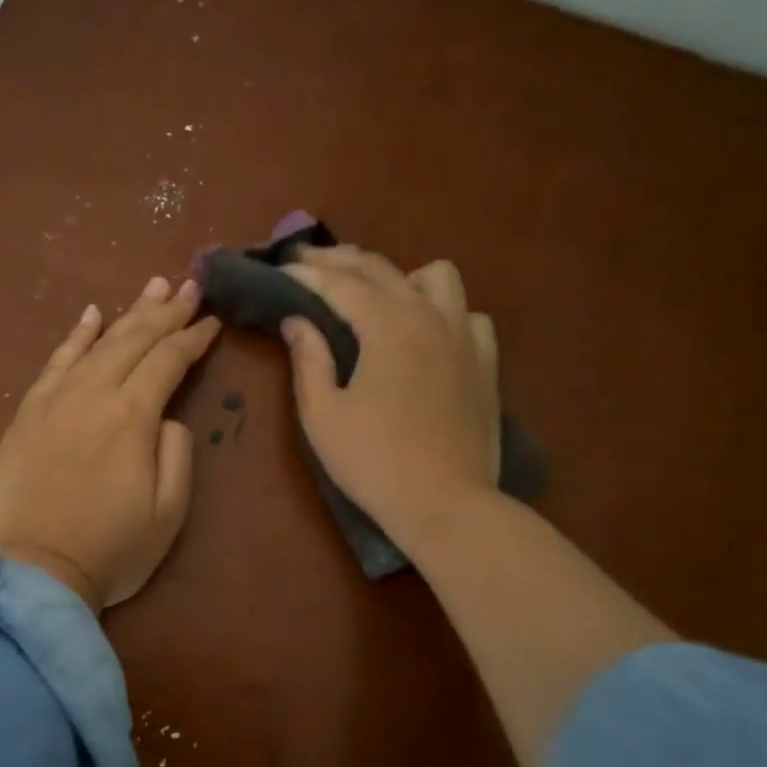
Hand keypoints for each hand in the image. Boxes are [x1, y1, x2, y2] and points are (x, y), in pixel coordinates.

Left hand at [0, 276, 219, 611]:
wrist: (28, 572)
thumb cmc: (109, 550)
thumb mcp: (169, 513)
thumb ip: (177, 454)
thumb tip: (168, 418)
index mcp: (133, 416)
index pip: (169, 361)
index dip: (193, 338)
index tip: (211, 320)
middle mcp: (94, 394)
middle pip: (135, 340)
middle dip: (166, 311)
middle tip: (188, 284)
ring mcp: (55, 399)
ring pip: (97, 342)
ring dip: (128, 313)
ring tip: (151, 287)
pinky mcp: (27, 413)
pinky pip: (55, 362)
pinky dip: (75, 336)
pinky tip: (90, 315)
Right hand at [282, 248, 501, 550]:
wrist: (446, 504)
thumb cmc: (374, 462)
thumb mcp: (323, 414)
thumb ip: (308, 360)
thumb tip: (296, 321)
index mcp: (387, 326)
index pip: (340, 284)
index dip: (307, 274)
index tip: (282, 268)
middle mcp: (429, 316)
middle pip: (382, 269)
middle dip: (341, 261)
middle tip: (309, 264)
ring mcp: (464, 337)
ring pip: (437, 277)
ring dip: (401, 276)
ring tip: (376, 296)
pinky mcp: (485, 363)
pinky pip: (468, 315)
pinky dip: (443, 312)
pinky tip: (427, 333)